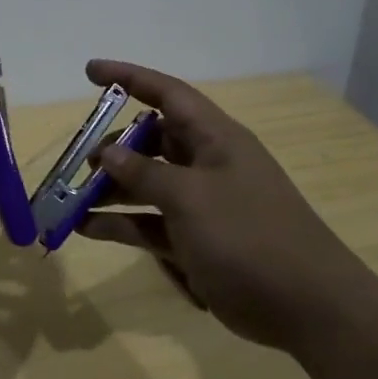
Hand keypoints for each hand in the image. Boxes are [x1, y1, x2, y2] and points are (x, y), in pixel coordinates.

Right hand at [77, 60, 363, 348]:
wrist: (307, 307)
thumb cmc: (249, 236)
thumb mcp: (191, 198)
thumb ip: (145, 173)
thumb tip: (108, 153)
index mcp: (215, 139)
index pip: (167, 94)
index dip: (129, 78)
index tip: (90, 71)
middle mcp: (206, 165)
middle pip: (151, 142)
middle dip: (113, 147)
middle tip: (80, 163)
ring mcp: (201, 206)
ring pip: (146, 185)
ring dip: (110, 190)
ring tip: (71, 198)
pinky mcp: (195, 242)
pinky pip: (149, 223)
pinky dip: (120, 224)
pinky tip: (86, 229)